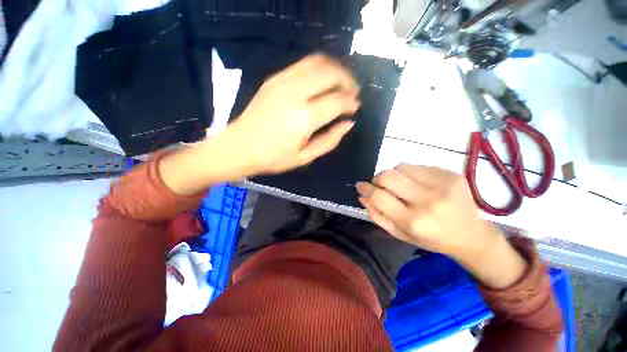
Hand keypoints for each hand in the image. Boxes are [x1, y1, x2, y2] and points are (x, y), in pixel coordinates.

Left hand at [228, 54, 359, 173]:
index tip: (355, 107)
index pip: (337, 101)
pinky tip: (323, 79)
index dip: (351, 102)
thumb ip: (330, 140)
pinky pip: (303, 63)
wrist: (240, 146)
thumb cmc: (274, 158)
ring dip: (336, 69)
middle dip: (348, 80)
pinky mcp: (274, 78)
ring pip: (318, 62)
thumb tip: (348, 123)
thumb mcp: (306, 157)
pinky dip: (319, 67)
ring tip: (342, 82)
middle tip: (353, 92)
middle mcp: (295, 93)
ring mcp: (283, 81)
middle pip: (331, 73)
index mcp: (305, 118)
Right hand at [356, 164, 527, 287]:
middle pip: (388, 176)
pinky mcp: (451, 174)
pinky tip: (417, 184)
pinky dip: (410, 173)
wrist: (471, 235)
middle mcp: (427, 201)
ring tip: (401, 186)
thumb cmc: (431, 238)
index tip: (360, 186)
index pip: (379, 196)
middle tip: (379, 185)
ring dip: (394, 175)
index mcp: (413, 221)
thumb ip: (377, 215)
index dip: (366, 189)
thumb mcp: (400, 234)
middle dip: (377, 179)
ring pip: (400, 167)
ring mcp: (442, 184)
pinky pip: (417, 166)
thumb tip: (362, 196)